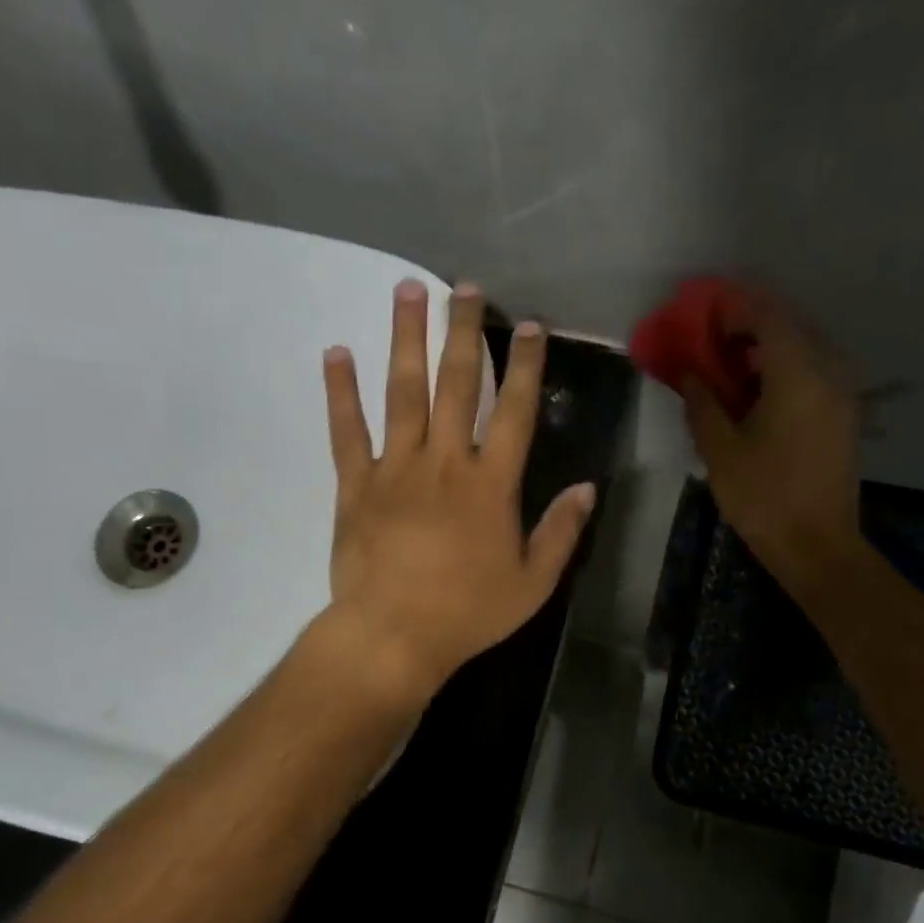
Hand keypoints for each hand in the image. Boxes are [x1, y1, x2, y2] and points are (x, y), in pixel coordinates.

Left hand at [320, 279, 595, 702]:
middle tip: (465, 287)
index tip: (529, 326)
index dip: (524, 367)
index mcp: (490, 484)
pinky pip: (346, 431)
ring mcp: (395, 469)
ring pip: (401, 392)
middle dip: (463, 332)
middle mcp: (444, 462)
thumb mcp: (533, 583)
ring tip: (407, 290)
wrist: (393, 635)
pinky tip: (336, 353)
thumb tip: (587, 488)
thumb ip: (561, 532)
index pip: (514, 412)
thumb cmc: (468, 613)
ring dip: (405, 339)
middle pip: (456, 385)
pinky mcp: (355, 486)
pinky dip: (340, 392)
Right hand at [682, 291, 863, 608]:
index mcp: (798, 374)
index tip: (702, 314)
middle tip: (713, 339)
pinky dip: (785, 369)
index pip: (767, 317)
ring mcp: (843, 393)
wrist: (817, 546)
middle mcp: (829, 371)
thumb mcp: (721, 450)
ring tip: (731, 366)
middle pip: (790, 326)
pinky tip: (759, 392)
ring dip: (768, 348)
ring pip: (805, 349)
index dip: (733, 309)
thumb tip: (689, 374)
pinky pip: (815, 372)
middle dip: (750, 325)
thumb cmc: (764, 497)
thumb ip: (702, 403)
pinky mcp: (845, 415)